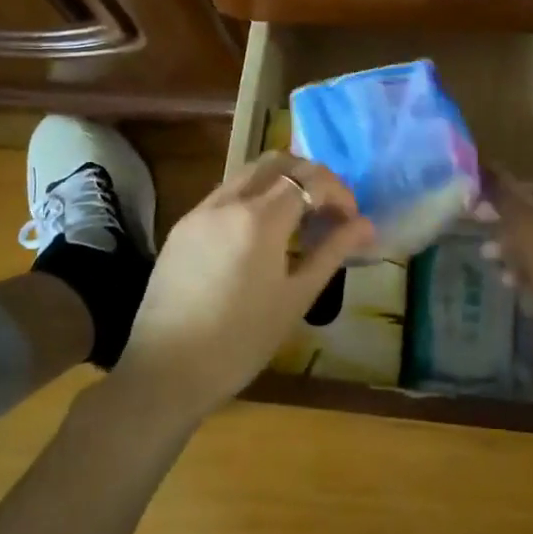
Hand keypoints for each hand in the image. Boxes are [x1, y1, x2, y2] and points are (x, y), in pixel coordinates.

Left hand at [112, 153, 374, 418]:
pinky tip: (262, 234)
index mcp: (259, 219)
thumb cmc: (241, 341)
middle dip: (310, 176)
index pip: (310, 180)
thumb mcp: (296, 297)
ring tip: (299, 220)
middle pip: (277, 162)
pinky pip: (225, 194)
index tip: (352, 220)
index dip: (339, 193)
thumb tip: (366, 224)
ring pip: (248, 173)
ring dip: (280, 183)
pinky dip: (253, 198)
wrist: (166, 371)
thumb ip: (331, 252)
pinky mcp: (182, 227)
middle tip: (328, 210)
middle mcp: (227, 201)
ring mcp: (199, 211)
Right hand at [479, 169, 532, 333]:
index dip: (510, 182)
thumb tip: (489, 166)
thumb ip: (504, 195)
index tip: (485, 194)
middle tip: (479, 226)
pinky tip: (509, 282)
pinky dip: (528, 269)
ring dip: (512, 246)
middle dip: (505, 218)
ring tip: (488, 258)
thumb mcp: (524, 224)